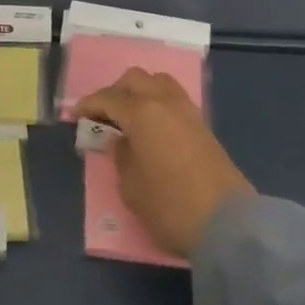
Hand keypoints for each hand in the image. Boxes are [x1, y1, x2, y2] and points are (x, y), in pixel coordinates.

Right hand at [77, 67, 254, 257]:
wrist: (229, 226)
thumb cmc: (170, 206)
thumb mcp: (130, 186)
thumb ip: (121, 156)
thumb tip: (122, 141)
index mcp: (142, 113)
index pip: (108, 98)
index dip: (88, 105)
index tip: (75, 116)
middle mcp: (165, 103)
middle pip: (135, 79)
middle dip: (115, 92)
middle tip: (103, 115)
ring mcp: (189, 113)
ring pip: (159, 83)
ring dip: (140, 92)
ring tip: (129, 117)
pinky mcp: (204, 127)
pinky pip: (174, 100)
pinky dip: (158, 104)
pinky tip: (152, 127)